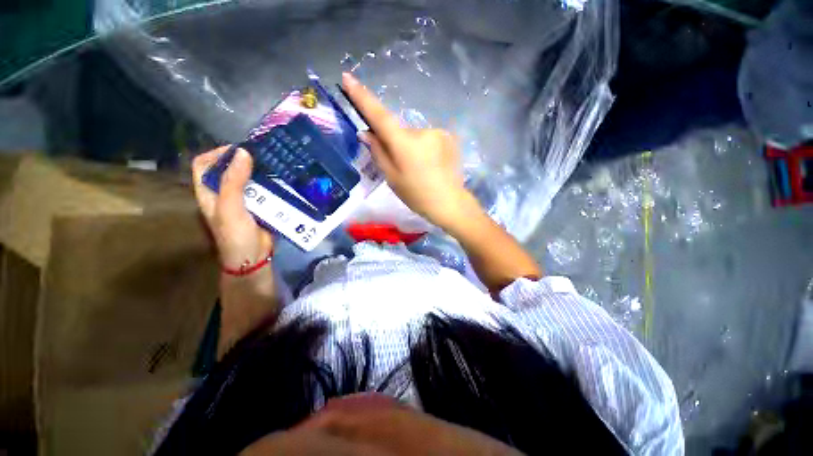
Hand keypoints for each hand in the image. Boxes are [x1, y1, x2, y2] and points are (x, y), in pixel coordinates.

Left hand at [192, 147, 273, 269]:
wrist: (253, 258)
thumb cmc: (235, 235)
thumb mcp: (231, 207)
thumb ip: (234, 181)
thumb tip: (243, 152)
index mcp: (209, 192)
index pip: (204, 164)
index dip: (217, 154)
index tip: (238, 150)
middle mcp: (224, 193)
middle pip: (229, 170)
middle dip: (243, 161)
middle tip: (262, 155)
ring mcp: (244, 200)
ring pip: (249, 180)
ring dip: (260, 172)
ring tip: (275, 165)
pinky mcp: (261, 206)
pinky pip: (264, 191)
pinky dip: (272, 185)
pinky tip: (282, 181)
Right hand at [341, 73, 474, 230]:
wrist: (449, 203)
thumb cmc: (417, 195)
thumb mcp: (392, 177)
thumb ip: (378, 152)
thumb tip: (366, 133)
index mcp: (404, 143)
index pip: (379, 115)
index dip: (362, 97)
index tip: (348, 78)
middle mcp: (421, 131)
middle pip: (399, 132)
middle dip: (395, 145)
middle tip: (401, 166)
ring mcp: (438, 132)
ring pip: (415, 137)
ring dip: (411, 149)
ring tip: (419, 170)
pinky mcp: (448, 137)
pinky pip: (428, 139)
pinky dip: (424, 150)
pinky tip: (430, 166)